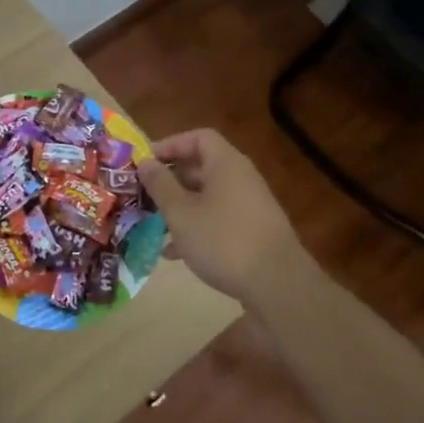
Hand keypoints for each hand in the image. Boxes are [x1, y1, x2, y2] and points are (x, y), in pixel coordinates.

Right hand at [137, 129, 303, 305]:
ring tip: (154, 225)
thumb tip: (145, 162)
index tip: (146, 162)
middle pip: (201, 167)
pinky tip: (174, 253)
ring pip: (207, 196)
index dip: (170, 144)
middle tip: (145, 195)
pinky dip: (196, 228)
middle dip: (170, 180)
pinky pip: (218, 219)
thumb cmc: (223, 240)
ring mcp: (249, 205)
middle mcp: (240, 178)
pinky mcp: (253, 231)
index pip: (197, 137)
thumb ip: (160, 185)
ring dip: (180, 207)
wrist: (278, 285)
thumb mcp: (181, 213)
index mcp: (226, 164)